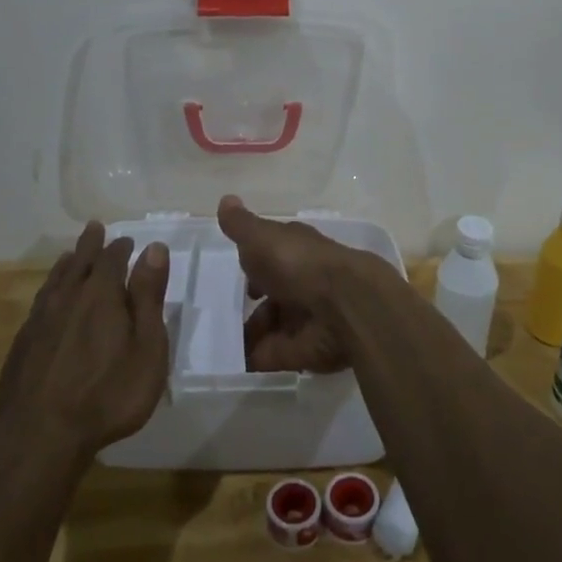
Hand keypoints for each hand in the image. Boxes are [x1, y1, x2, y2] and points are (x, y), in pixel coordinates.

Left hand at [0, 221, 170, 458]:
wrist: (40, 436)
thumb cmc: (108, 394)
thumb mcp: (147, 348)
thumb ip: (148, 296)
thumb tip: (153, 248)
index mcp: (100, 295)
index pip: (112, 258)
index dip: (121, 247)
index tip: (128, 241)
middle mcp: (66, 298)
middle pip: (79, 262)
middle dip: (90, 245)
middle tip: (94, 228)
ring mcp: (39, 321)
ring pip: (55, 281)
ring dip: (67, 265)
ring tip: (71, 257)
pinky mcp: (22, 345)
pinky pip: (39, 304)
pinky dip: (49, 291)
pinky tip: (49, 301)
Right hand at [217, 195, 380, 373]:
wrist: (343, 305)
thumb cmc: (298, 262)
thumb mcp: (261, 237)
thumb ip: (241, 225)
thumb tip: (225, 200)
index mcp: (296, 251)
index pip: (274, 255)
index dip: (255, 263)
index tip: (237, 271)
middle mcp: (304, 282)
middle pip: (274, 294)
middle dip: (251, 305)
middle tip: (219, 314)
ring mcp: (306, 317)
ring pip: (272, 326)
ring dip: (249, 334)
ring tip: (218, 341)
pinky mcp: (304, 350)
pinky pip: (272, 355)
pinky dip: (253, 358)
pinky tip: (229, 361)